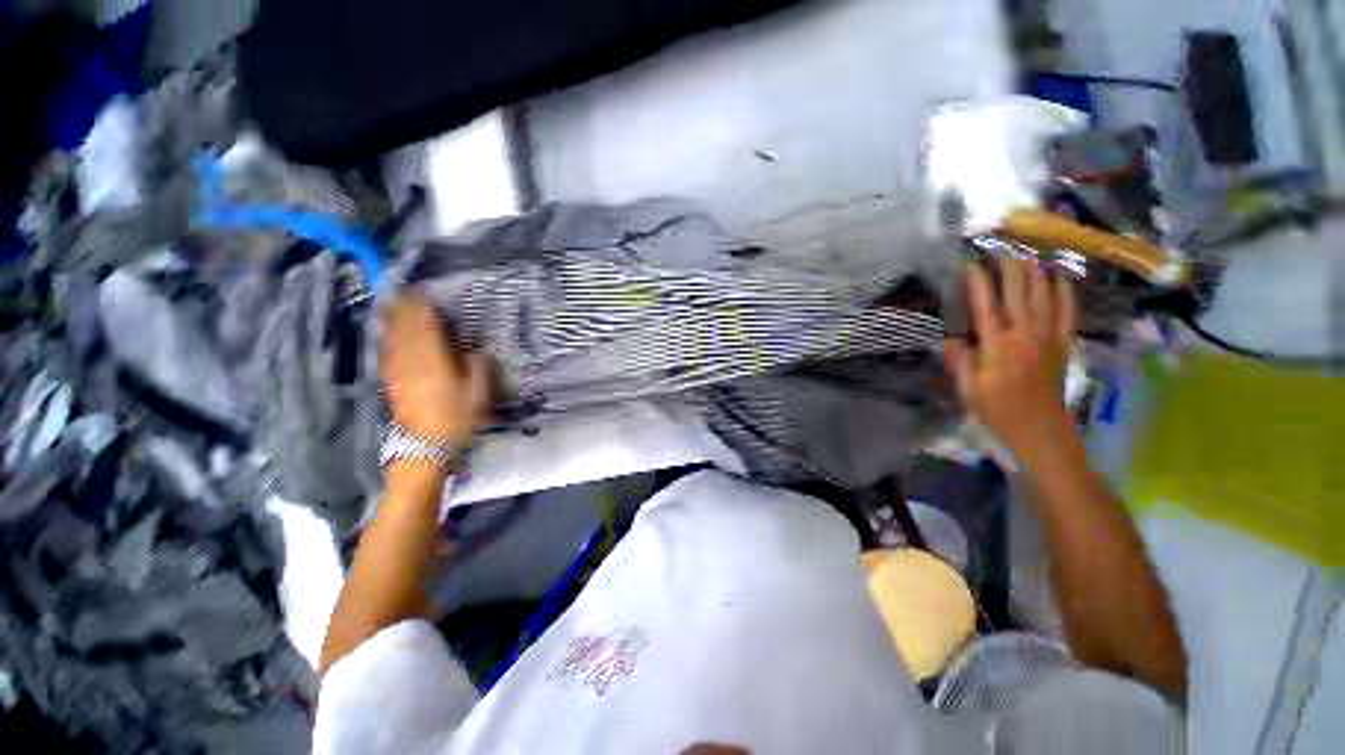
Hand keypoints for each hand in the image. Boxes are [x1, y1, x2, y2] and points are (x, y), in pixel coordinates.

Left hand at [380, 294, 491, 447]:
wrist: (426, 446)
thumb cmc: (457, 418)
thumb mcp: (478, 393)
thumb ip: (479, 367)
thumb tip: (480, 350)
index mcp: (434, 360)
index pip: (425, 326)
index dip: (422, 308)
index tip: (422, 291)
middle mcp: (411, 361)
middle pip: (405, 328)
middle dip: (404, 308)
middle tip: (404, 290)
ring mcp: (398, 372)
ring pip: (392, 339)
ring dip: (392, 320)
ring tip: (392, 304)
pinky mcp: (391, 383)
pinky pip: (387, 353)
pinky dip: (387, 338)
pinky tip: (387, 334)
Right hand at [942, 257, 1076, 456]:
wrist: (1040, 430)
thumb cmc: (998, 411)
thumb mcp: (968, 390)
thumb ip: (959, 361)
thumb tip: (952, 339)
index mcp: (997, 346)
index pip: (986, 305)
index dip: (978, 281)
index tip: (969, 262)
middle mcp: (1025, 335)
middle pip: (1019, 292)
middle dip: (1009, 267)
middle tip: (1000, 246)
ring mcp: (1048, 337)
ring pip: (1045, 296)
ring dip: (1036, 271)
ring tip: (1028, 252)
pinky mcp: (1063, 344)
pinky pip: (1067, 312)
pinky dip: (1065, 292)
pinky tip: (1061, 277)